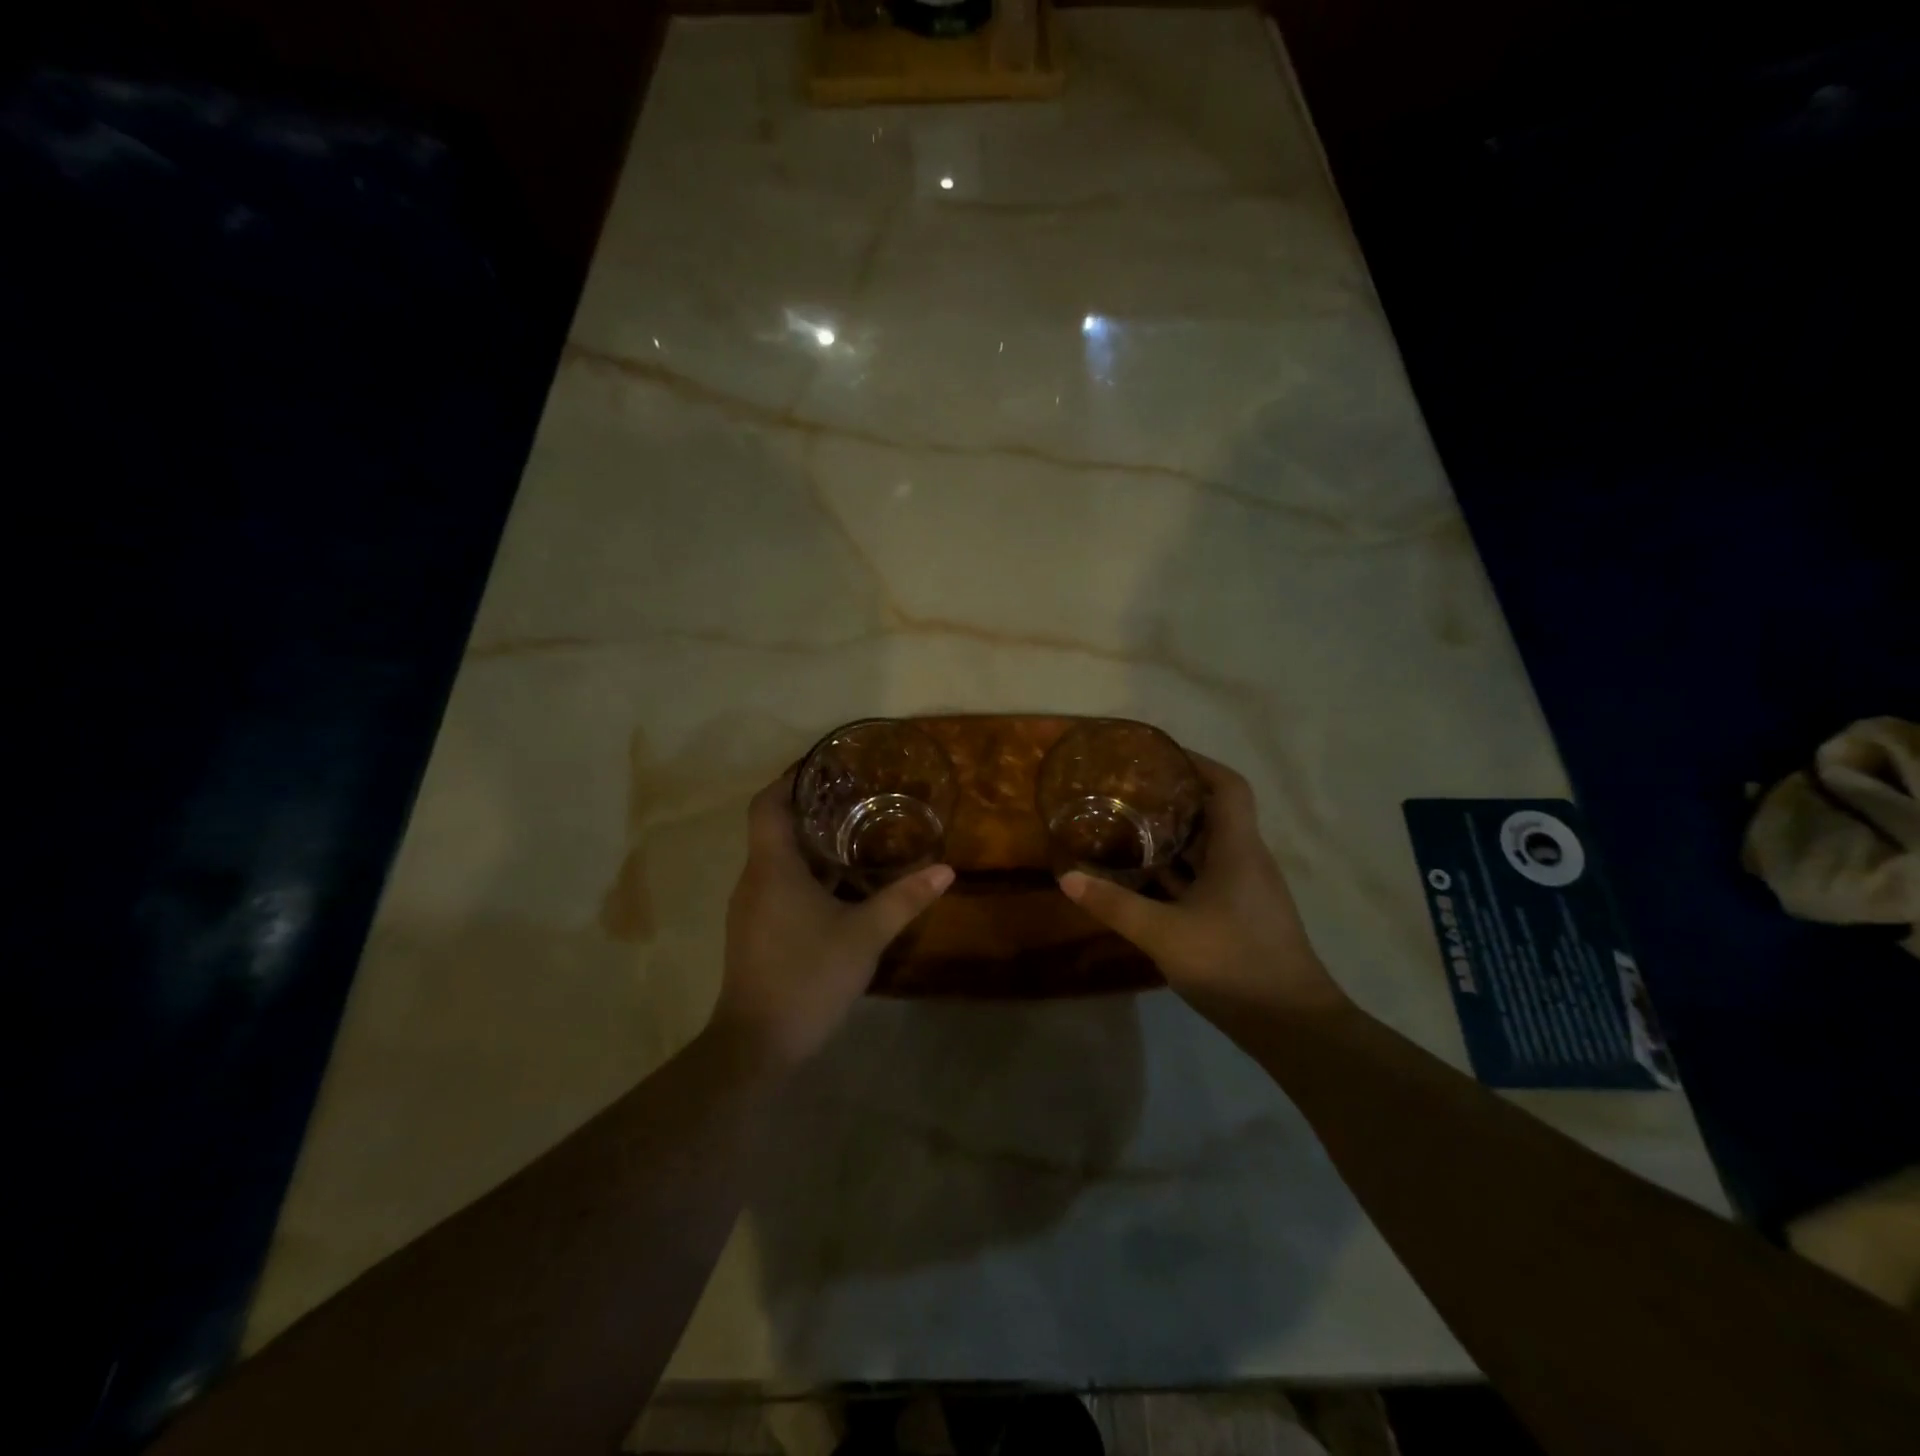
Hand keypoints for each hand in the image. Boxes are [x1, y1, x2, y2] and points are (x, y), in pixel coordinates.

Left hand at [713, 772, 953, 1070]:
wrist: (757, 1044)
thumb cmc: (808, 976)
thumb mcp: (865, 935)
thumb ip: (904, 899)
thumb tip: (946, 870)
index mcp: (772, 868)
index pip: (767, 804)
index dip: (790, 779)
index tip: (822, 767)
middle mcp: (753, 880)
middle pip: (773, 828)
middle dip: (809, 810)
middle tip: (853, 798)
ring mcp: (750, 908)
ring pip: (776, 860)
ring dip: (809, 845)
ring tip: (853, 836)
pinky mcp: (754, 932)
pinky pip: (777, 885)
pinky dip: (804, 874)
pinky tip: (838, 888)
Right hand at [1060, 755, 1344, 1019]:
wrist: (1291, 1025)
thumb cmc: (1233, 963)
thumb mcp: (1164, 933)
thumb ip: (1114, 904)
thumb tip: (1067, 877)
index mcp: (1238, 850)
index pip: (1228, 787)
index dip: (1199, 764)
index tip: (1161, 757)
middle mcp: (1247, 861)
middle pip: (1215, 814)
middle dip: (1175, 799)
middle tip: (1130, 793)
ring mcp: (1247, 891)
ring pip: (1210, 849)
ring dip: (1174, 838)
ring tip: (1129, 828)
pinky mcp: (1242, 916)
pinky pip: (1208, 878)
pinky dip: (1179, 872)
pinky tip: (1146, 880)